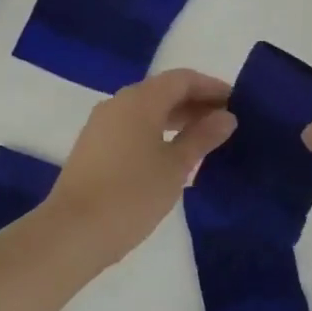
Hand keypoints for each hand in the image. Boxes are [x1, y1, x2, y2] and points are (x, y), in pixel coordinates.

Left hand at [45, 68, 236, 268]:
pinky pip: (132, 127)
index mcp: (140, 100)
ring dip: (176, 119)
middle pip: (162, 91)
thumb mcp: (176, 166)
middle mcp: (117, 103)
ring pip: (146, 110)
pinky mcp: (93, 147)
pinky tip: (172, 155)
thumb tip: (226, 117)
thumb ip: (202, 137)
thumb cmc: (132, 194)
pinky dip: (157, 132)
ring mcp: (101, 125)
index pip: (181, 79)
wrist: (74, 231)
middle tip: (225, 123)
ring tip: (204, 140)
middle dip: (195, 103)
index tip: (237, 103)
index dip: (211, 87)